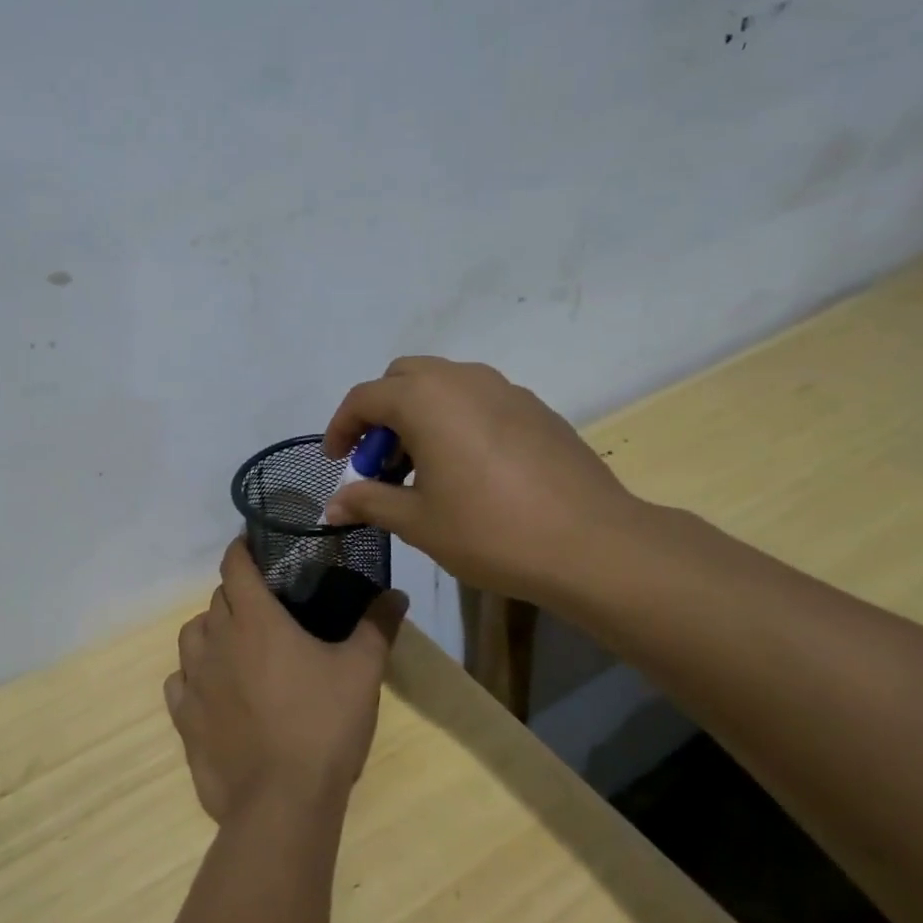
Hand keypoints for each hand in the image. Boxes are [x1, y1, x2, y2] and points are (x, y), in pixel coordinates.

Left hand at [166, 539, 407, 824]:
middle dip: (236, 592)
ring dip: (210, 629)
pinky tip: (212, 687)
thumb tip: (397, 593)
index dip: (241, 549)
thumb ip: (377, 626)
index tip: (253, 544)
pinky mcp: (184, 718)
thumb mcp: (362, 672)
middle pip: (216, 599)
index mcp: (255, 620)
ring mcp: (195, 680)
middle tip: (265, 605)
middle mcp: (217, 641)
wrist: (282, 803)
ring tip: (236, 643)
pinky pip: (179, 681)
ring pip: (191, 635)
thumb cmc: (323, 726)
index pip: (235, 566)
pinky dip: (192, 674)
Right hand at [320, 357, 650, 607]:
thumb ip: (369, 502)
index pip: (365, 398)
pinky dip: (455, 420)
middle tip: (379, 463)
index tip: (336, 462)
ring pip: (444, 385)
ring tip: (422, 469)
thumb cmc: (490, 530)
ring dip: (419, 415)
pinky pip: (479, 400)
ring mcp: (506, 389)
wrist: (592, 544)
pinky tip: (468, 469)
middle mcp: (463, 379)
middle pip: (403, 378)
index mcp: (426, 399)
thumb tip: (331, 507)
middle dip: (380, 415)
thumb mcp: (418, 521)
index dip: (341, 428)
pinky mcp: (536, 408)